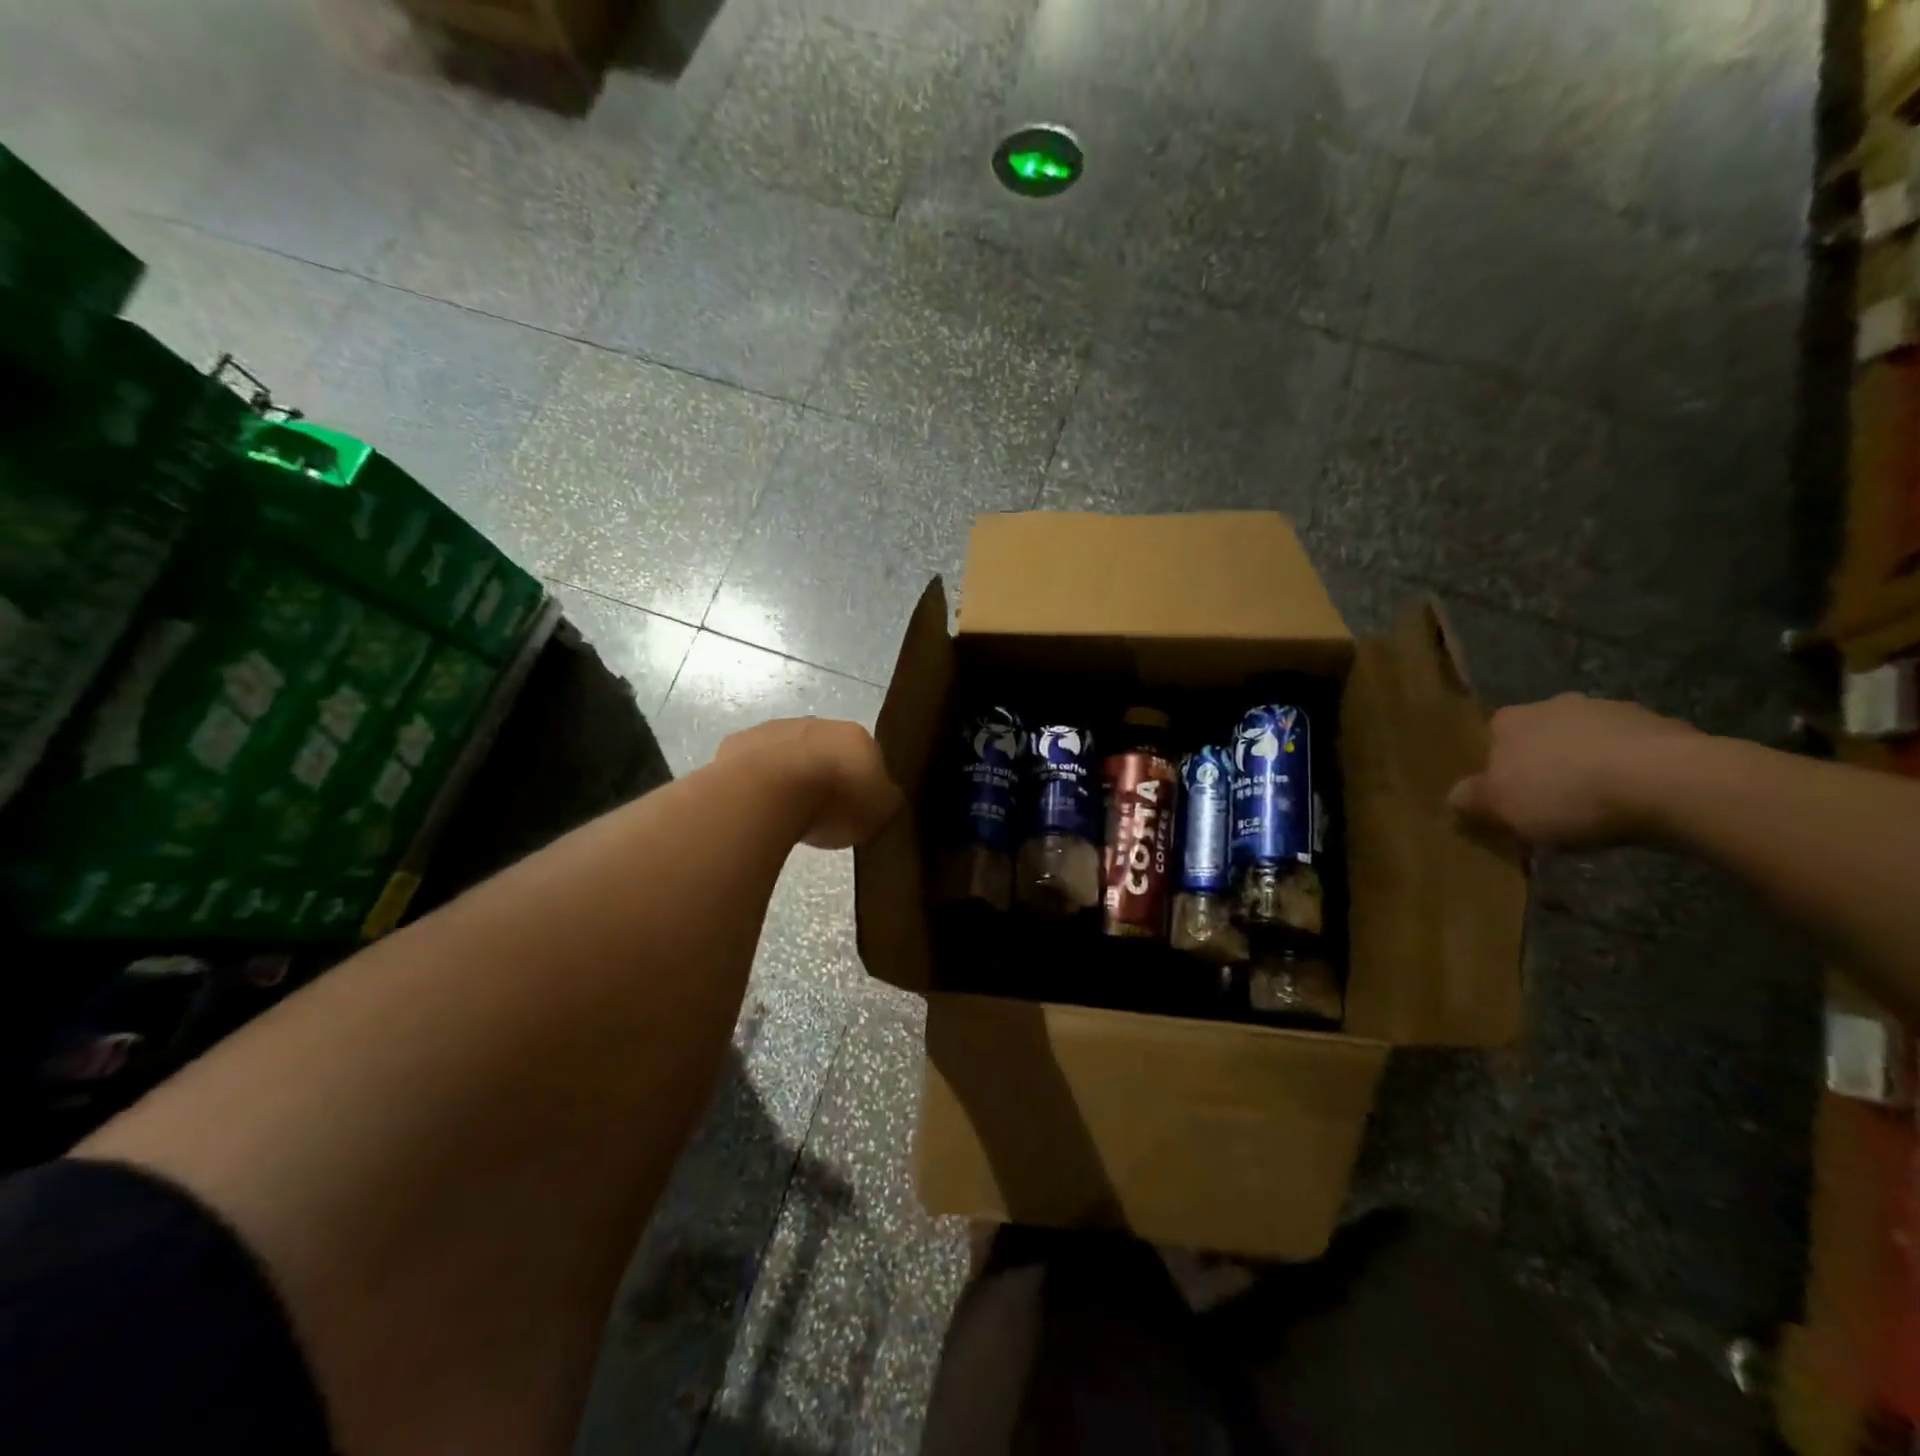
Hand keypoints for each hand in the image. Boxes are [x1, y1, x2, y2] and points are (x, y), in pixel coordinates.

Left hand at [715, 717, 903, 849]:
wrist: (769, 791)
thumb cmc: (833, 801)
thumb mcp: (880, 811)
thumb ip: (886, 800)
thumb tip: (885, 795)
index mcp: (857, 736)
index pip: (869, 757)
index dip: (863, 784)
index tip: (856, 809)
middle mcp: (817, 723)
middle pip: (827, 751)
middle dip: (826, 776)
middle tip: (823, 811)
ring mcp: (775, 730)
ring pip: (790, 754)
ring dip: (791, 776)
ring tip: (787, 812)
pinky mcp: (739, 743)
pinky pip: (755, 765)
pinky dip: (759, 781)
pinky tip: (759, 805)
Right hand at [1447, 694, 1695, 848]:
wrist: (1669, 783)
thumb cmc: (1564, 793)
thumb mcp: (1499, 807)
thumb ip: (1470, 800)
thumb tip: (1455, 796)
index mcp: (1511, 719)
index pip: (1492, 737)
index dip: (1497, 768)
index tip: (1507, 798)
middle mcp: (1557, 704)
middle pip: (1542, 737)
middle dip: (1545, 764)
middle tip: (1551, 805)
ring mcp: (1615, 711)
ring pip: (1589, 742)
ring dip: (1590, 766)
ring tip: (1599, 809)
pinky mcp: (1667, 727)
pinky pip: (1635, 753)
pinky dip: (1632, 773)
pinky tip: (1638, 803)